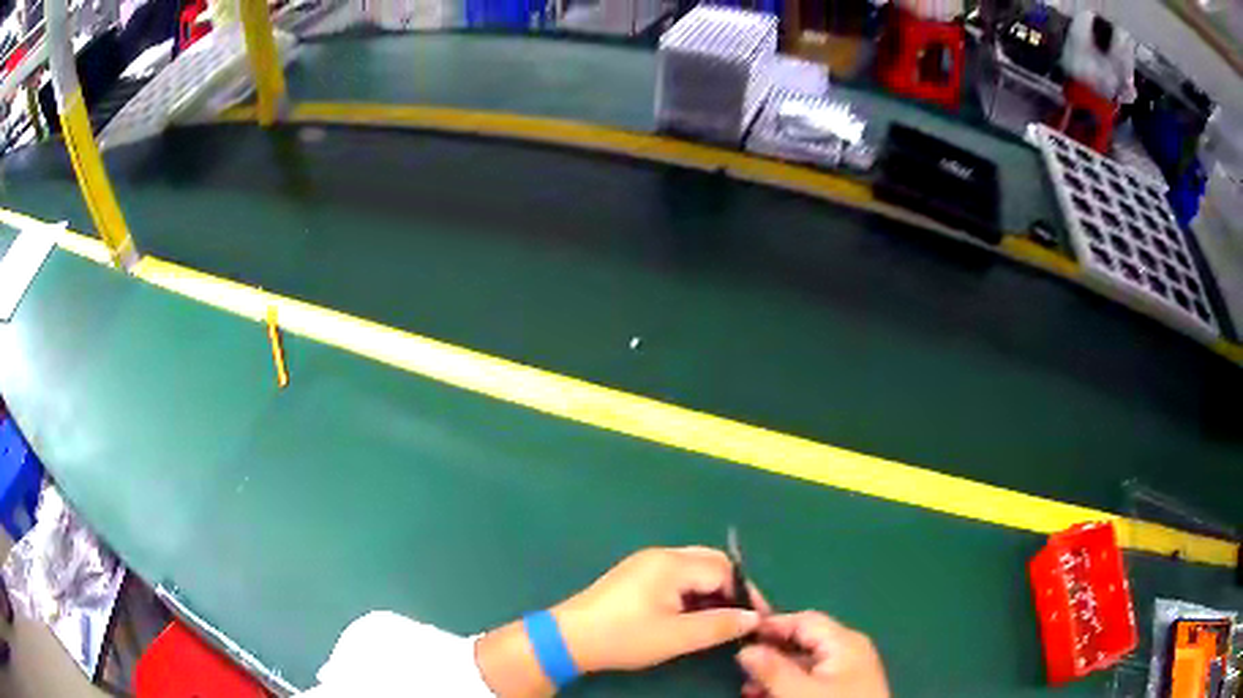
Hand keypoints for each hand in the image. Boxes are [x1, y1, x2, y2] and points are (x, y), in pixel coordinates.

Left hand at [553, 547, 760, 672]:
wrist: (569, 638)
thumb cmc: (624, 637)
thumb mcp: (676, 637)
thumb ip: (718, 626)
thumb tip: (753, 618)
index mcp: (672, 564)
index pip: (724, 570)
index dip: (744, 595)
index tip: (756, 620)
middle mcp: (661, 555)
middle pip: (711, 563)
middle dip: (730, 589)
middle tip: (739, 618)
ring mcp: (645, 563)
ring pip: (694, 569)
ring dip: (711, 591)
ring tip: (718, 620)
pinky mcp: (635, 575)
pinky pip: (676, 576)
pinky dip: (692, 592)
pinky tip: (691, 615)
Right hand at [737, 612, 888, 697]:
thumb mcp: (799, 691)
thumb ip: (772, 668)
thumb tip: (746, 649)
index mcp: (844, 641)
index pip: (803, 620)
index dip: (771, 625)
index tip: (738, 636)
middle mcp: (849, 650)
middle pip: (803, 642)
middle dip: (770, 656)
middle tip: (741, 672)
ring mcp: (848, 672)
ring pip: (804, 664)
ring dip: (775, 675)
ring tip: (750, 691)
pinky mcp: (844, 690)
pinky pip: (812, 680)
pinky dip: (789, 686)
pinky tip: (769, 697)